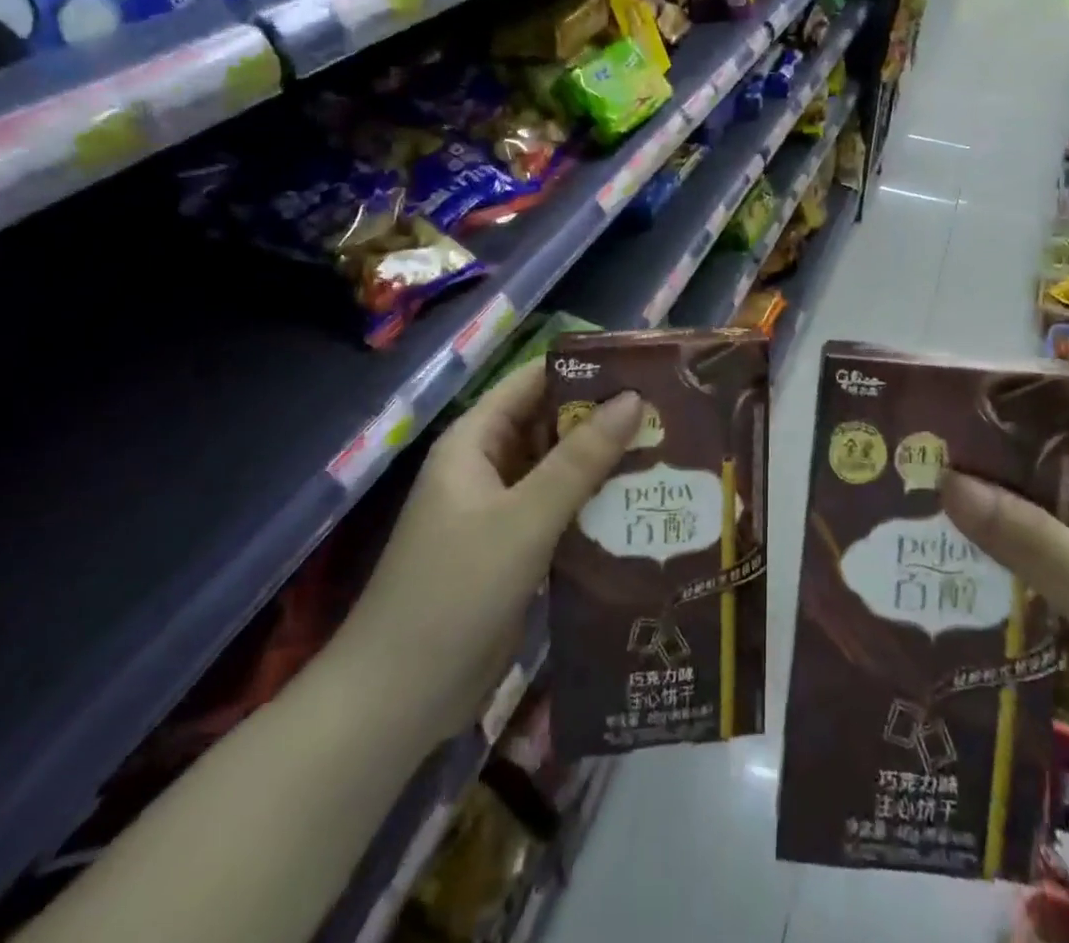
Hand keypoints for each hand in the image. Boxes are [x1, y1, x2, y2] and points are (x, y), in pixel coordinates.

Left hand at [331, 360, 643, 737]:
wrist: (399, 700)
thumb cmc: (455, 592)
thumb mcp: (525, 519)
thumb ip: (580, 459)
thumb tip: (634, 398)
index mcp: (475, 441)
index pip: (535, 381)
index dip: (586, 369)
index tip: (645, 368)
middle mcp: (488, 466)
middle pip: (552, 424)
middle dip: (605, 418)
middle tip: (670, 413)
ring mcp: (500, 509)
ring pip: (560, 469)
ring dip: (605, 462)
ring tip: (670, 452)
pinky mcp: (515, 548)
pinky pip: (561, 509)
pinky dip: (595, 503)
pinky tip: (642, 505)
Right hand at [941, 404, 1068, 816]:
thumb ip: (1032, 541)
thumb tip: (947, 481)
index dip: (1017, 412)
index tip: (948, 410)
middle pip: (1047, 474)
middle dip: (986, 469)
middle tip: (913, 457)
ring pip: (1031, 524)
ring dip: (982, 519)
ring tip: (907, 503)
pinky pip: (1027, 570)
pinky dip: (990, 566)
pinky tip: (936, 560)